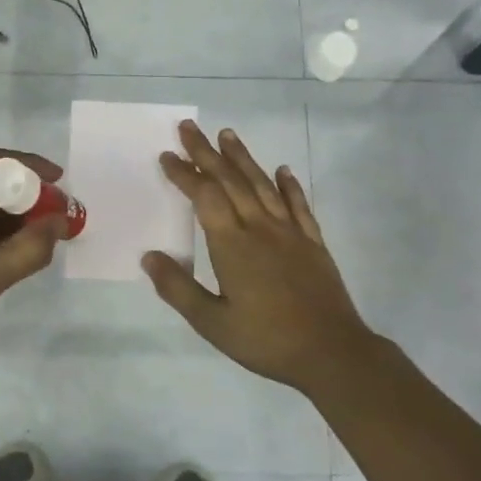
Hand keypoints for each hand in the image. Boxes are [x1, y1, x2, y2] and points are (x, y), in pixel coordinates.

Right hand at [144, 121, 379, 393]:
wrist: (331, 352)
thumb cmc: (266, 340)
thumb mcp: (212, 323)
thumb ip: (178, 288)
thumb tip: (148, 256)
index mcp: (232, 245)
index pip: (205, 197)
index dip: (185, 174)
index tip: (168, 156)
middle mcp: (260, 228)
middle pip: (230, 181)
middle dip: (207, 153)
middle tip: (189, 128)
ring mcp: (290, 233)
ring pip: (262, 185)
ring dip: (243, 158)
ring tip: (227, 134)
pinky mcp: (313, 243)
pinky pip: (298, 205)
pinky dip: (289, 185)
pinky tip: (282, 170)